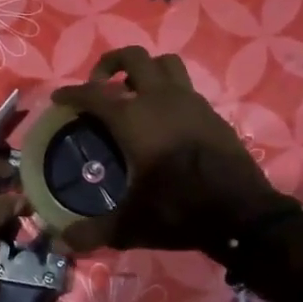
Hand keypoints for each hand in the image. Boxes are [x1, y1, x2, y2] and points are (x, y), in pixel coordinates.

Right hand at [49, 47, 294, 254]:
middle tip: (99, 86)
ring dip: (145, 70)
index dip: (72, 93)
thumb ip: (93, 233)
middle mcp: (160, 99)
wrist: (243, 213)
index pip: (94, 94)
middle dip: (110, 64)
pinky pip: (185, 87)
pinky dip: (168, 92)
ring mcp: (191, 102)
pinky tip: (164, 120)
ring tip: (133, 93)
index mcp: (134, 119)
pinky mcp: (212, 113)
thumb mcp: (130, 226)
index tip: (59, 97)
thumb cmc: (179, 210)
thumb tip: (62, 243)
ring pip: (165, 63)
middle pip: (133, 58)